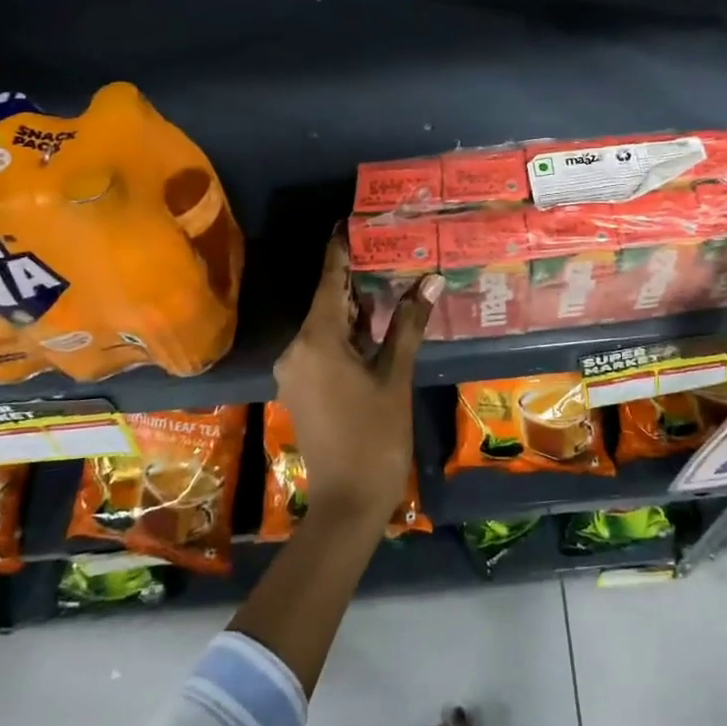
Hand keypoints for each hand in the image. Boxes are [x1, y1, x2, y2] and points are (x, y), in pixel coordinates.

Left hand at [273, 234, 440, 527]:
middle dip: (356, 278)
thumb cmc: (375, 436)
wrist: (347, 502)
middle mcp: (296, 350)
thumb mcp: (395, 377)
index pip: (330, 283)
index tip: (349, 223)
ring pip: (326, 326)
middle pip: (328, 303)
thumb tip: (431, 282)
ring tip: (388, 279)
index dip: (340, 252)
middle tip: (387, 249)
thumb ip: (408, 325)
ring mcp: (295, 371)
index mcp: (316, 341)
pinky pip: (322, 347)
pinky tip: (374, 324)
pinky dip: (347, 333)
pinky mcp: (301, 388)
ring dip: (355, 308)